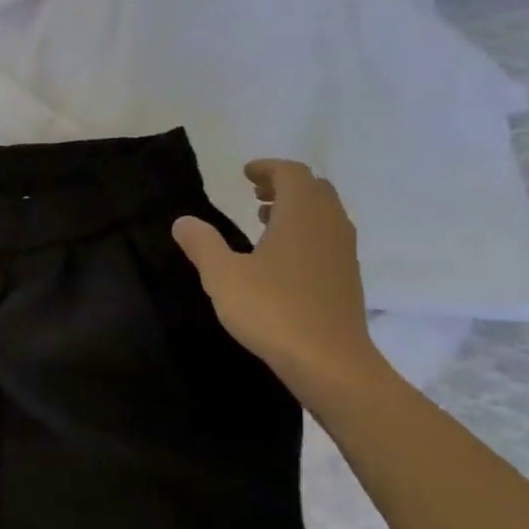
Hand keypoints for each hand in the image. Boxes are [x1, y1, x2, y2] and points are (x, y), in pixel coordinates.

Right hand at [172, 161, 386, 399]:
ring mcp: (342, 252)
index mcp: (301, 215)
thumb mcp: (222, 276)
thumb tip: (183, 221)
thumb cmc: (272, 310)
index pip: (291, 174)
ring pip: (324, 214)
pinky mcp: (346, 277)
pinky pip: (327, 238)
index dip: (268, 168)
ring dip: (296, 209)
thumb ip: (202, 244)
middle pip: (314, 189)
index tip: (245, 172)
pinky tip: (281, 257)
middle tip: (254, 192)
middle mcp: (328, 225)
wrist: (328, 360)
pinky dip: (306, 232)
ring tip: (265, 220)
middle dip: (284, 185)